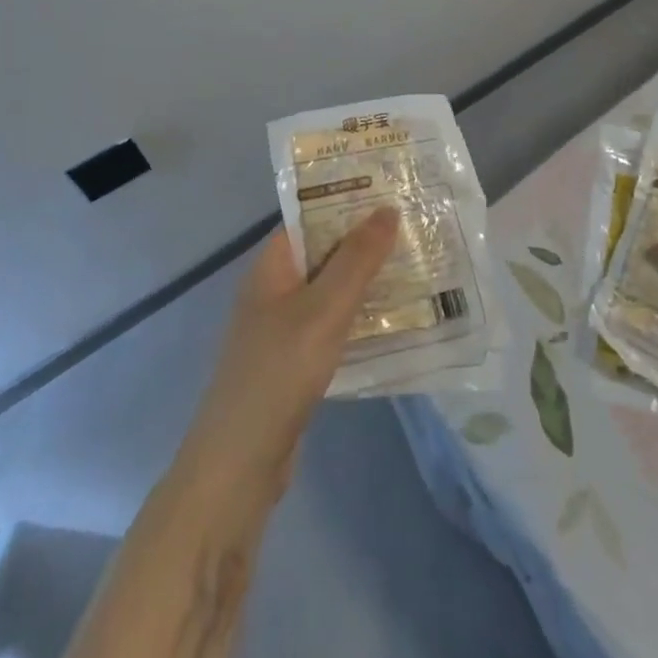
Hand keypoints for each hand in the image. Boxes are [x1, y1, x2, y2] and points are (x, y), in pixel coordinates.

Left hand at [179, 208, 399, 493]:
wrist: (239, 465)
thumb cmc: (279, 372)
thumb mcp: (323, 309)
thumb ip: (357, 260)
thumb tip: (388, 209)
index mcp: (271, 266)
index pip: (310, 217)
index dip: (347, 201)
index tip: (391, 192)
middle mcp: (275, 289)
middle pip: (325, 252)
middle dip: (366, 241)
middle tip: (416, 227)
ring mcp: (284, 328)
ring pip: (332, 290)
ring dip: (368, 280)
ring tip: (418, 265)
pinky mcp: (296, 362)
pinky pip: (334, 325)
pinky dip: (361, 317)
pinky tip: (397, 319)